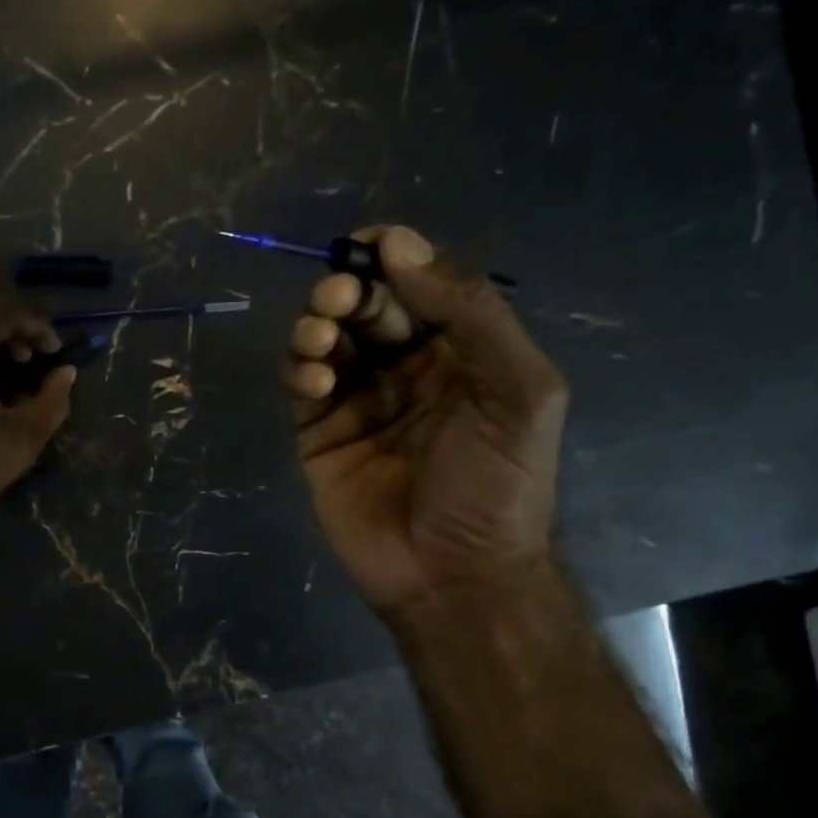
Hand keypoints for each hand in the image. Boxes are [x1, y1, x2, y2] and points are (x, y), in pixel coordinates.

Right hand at [284, 224, 567, 616]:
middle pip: (368, 305)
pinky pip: (301, 383)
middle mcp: (407, 367)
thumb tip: (401, 248)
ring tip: (322, 339)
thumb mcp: (517, 390)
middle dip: (349, 289)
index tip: (367, 242)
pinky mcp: (318, 432)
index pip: (422, 285)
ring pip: (327, 338)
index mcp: (462, 351)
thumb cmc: (495, 484)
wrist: (452, 575)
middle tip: (339, 296)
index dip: (395, 256)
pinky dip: (300, 368)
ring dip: (318, 324)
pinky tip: (314, 378)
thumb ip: (471, 313)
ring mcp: (359, 400)